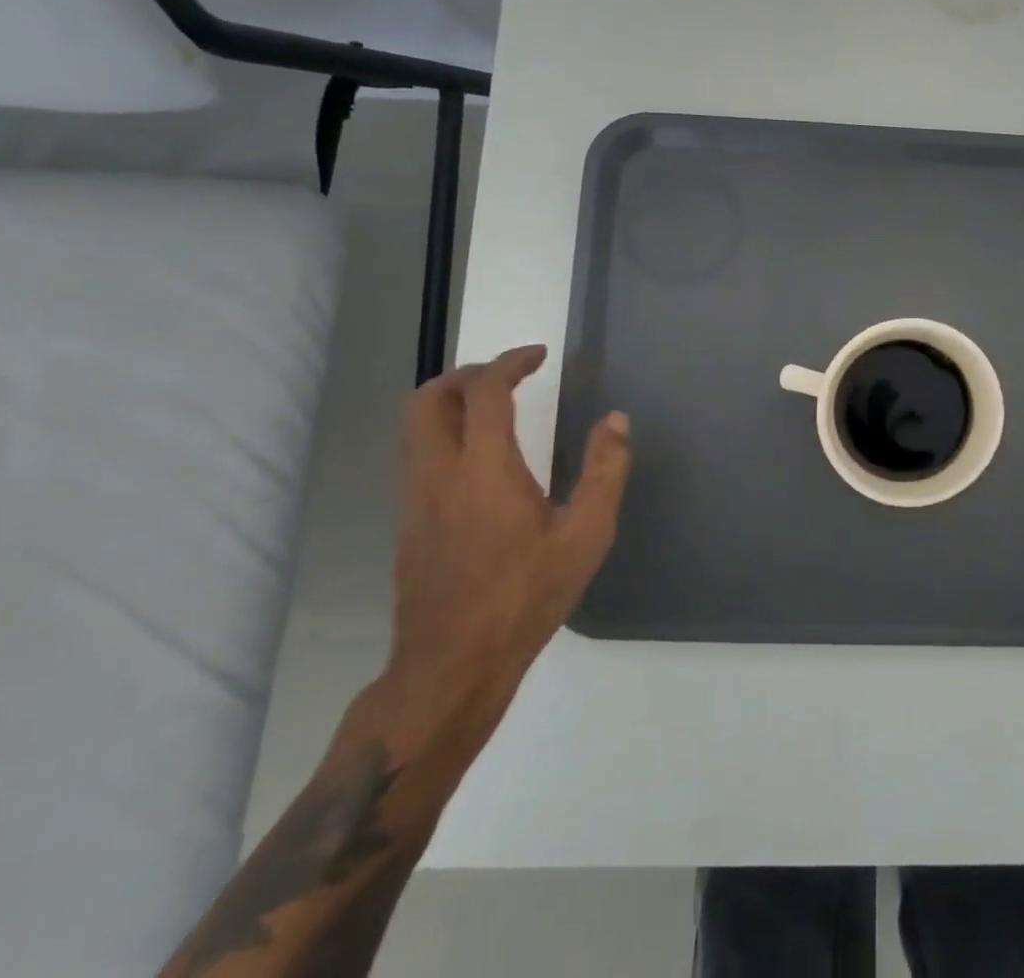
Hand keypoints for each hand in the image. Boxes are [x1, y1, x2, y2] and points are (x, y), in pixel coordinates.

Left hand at [379, 345, 631, 756]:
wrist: (452, 666)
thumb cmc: (526, 597)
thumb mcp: (586, 536)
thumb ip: (605, 471)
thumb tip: (616, 420)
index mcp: (483, 469)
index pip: (483, 391)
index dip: (510, 362)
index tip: (539, 356)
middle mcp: (438, 473)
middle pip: (429, 398)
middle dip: (467, 373)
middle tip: (508, 375)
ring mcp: (414, 499)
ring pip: (414, 426)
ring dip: (449, 401)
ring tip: (493, 406)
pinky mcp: (407, 522)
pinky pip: (415, 454)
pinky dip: (442, 432)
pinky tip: (478, 458)